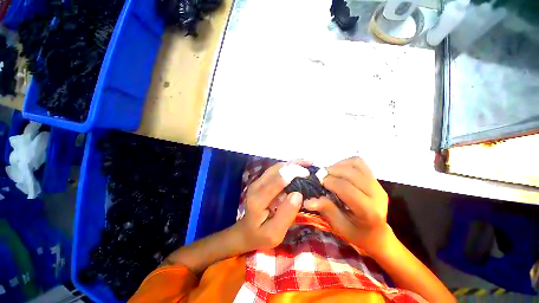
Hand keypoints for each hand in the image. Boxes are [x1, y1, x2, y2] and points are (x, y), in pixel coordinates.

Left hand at [233, 163, 303, 251]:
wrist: (246, 231)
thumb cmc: (261, 235)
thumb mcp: (275, 233)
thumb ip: (286, 214)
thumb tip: (298, 195)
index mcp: (258, 199)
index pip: (277, 180)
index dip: (293, 173)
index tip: (307, 174)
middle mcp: (256, 186)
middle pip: (277, 169)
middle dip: (294, 165)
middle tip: (310, 166)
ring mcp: (258, 181)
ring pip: (276, 167)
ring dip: (292, 164)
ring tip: (307, 163)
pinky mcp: (261, 181)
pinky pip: (275, 169)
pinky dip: (288, 166)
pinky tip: (298, 166)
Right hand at [304, 157, 390, 251]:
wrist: (378, 233)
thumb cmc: (357, 233)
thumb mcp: (339, 226)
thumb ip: (326, 210)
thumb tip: (307, 201)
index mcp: (369, 211)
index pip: (346, 188)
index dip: (329, 181)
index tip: (318, 182)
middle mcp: (377, 194)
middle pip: (351, 173)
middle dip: (332, 171)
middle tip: (321, 176)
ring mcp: (378, 185)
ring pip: (356, 164)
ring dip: (338, 165)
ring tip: (329, 173)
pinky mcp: (375, 180)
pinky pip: (359, 163)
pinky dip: (346, 163)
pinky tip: (339, 171)